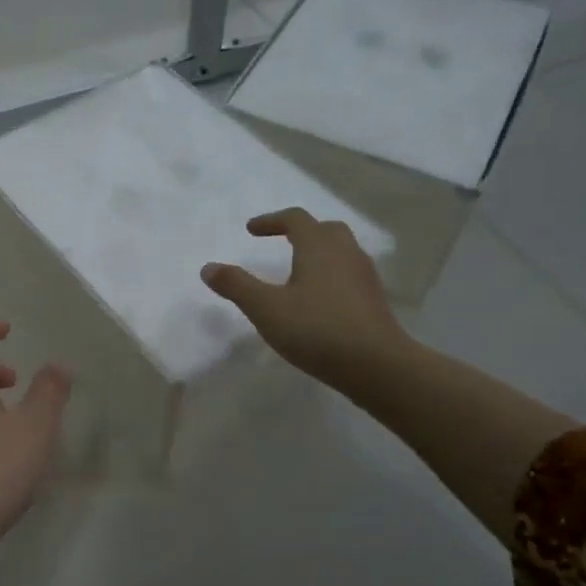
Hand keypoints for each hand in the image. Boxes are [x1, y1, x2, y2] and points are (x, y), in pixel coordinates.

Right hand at [201, 209, 408, 388]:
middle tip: (281, 242)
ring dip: (319, 252)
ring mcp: (364, 277)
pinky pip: (349, 274)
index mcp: (318, 247)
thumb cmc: (316, 329)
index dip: (271, 220)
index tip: (251, 230)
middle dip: (301, 231)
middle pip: (325, 230)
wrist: (377, 366)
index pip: (295, 219)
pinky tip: (319, 299)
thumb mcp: (266, 308)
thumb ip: (236, 285)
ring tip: (298, 271)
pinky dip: (331, 275)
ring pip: (341, 251)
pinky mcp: (374, 300)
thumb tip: (208, 268)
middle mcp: (345, 253)